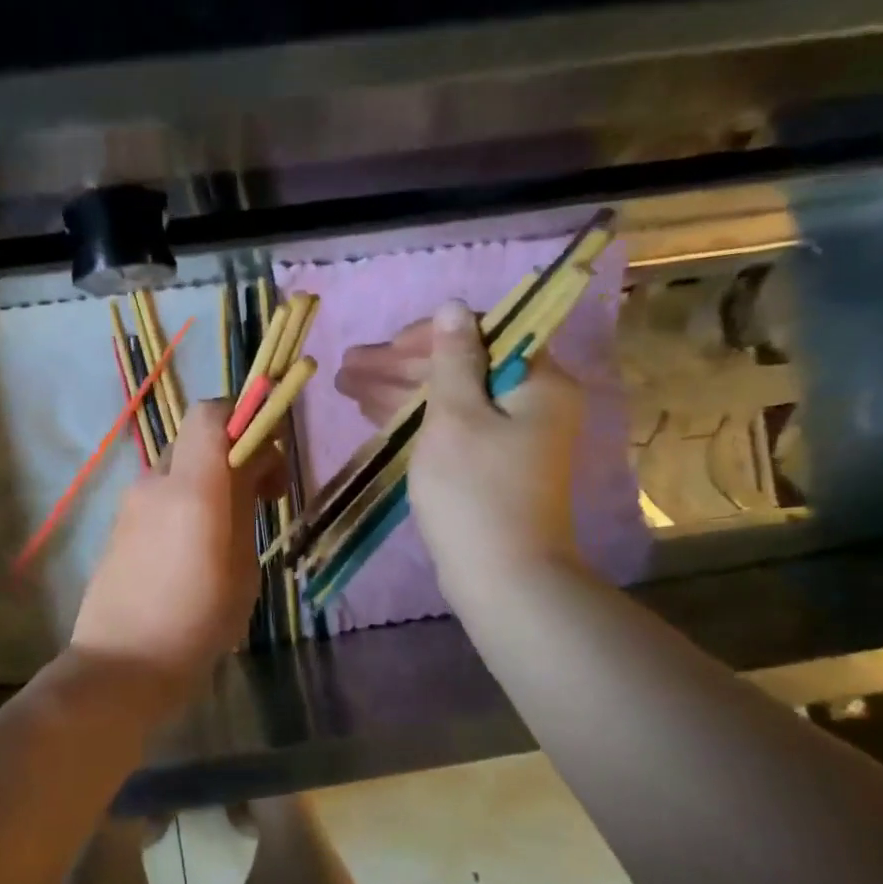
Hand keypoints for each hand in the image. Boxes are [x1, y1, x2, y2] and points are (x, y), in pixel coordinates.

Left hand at [71, 403, 283, 686]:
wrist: (122, 666)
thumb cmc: (197, 622)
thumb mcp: (241, 564)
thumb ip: (242, 504)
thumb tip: (247, 469)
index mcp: (192, 488)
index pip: (212, 413)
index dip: (246, 415)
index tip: (273, 450)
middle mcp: (155, 483)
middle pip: (197, 438)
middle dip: (235, 452)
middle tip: (263, 496)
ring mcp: (131, 504)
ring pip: (179, 468)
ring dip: (211, 479)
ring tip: (233, 528)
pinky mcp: (119, 526)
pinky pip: (161, 495)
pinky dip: (187, 499)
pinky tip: (198, 546)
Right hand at [336, 302, 581, 613]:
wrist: (502, 576)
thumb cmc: (476, 490)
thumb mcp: (456, 416)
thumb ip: (452, 359)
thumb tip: (452, 307)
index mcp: (536, 381)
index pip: (482, 333)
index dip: (427, 336)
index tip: (384, 348)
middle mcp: (529, 401)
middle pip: (459, 366)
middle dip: (400, 365)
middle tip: (348, 365)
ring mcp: (508, 436)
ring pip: (448, 398)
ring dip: (398, 389)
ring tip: (346, 384)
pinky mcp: (488, 464)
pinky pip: (448, 426)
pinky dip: (413, 417)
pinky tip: (372, 410)